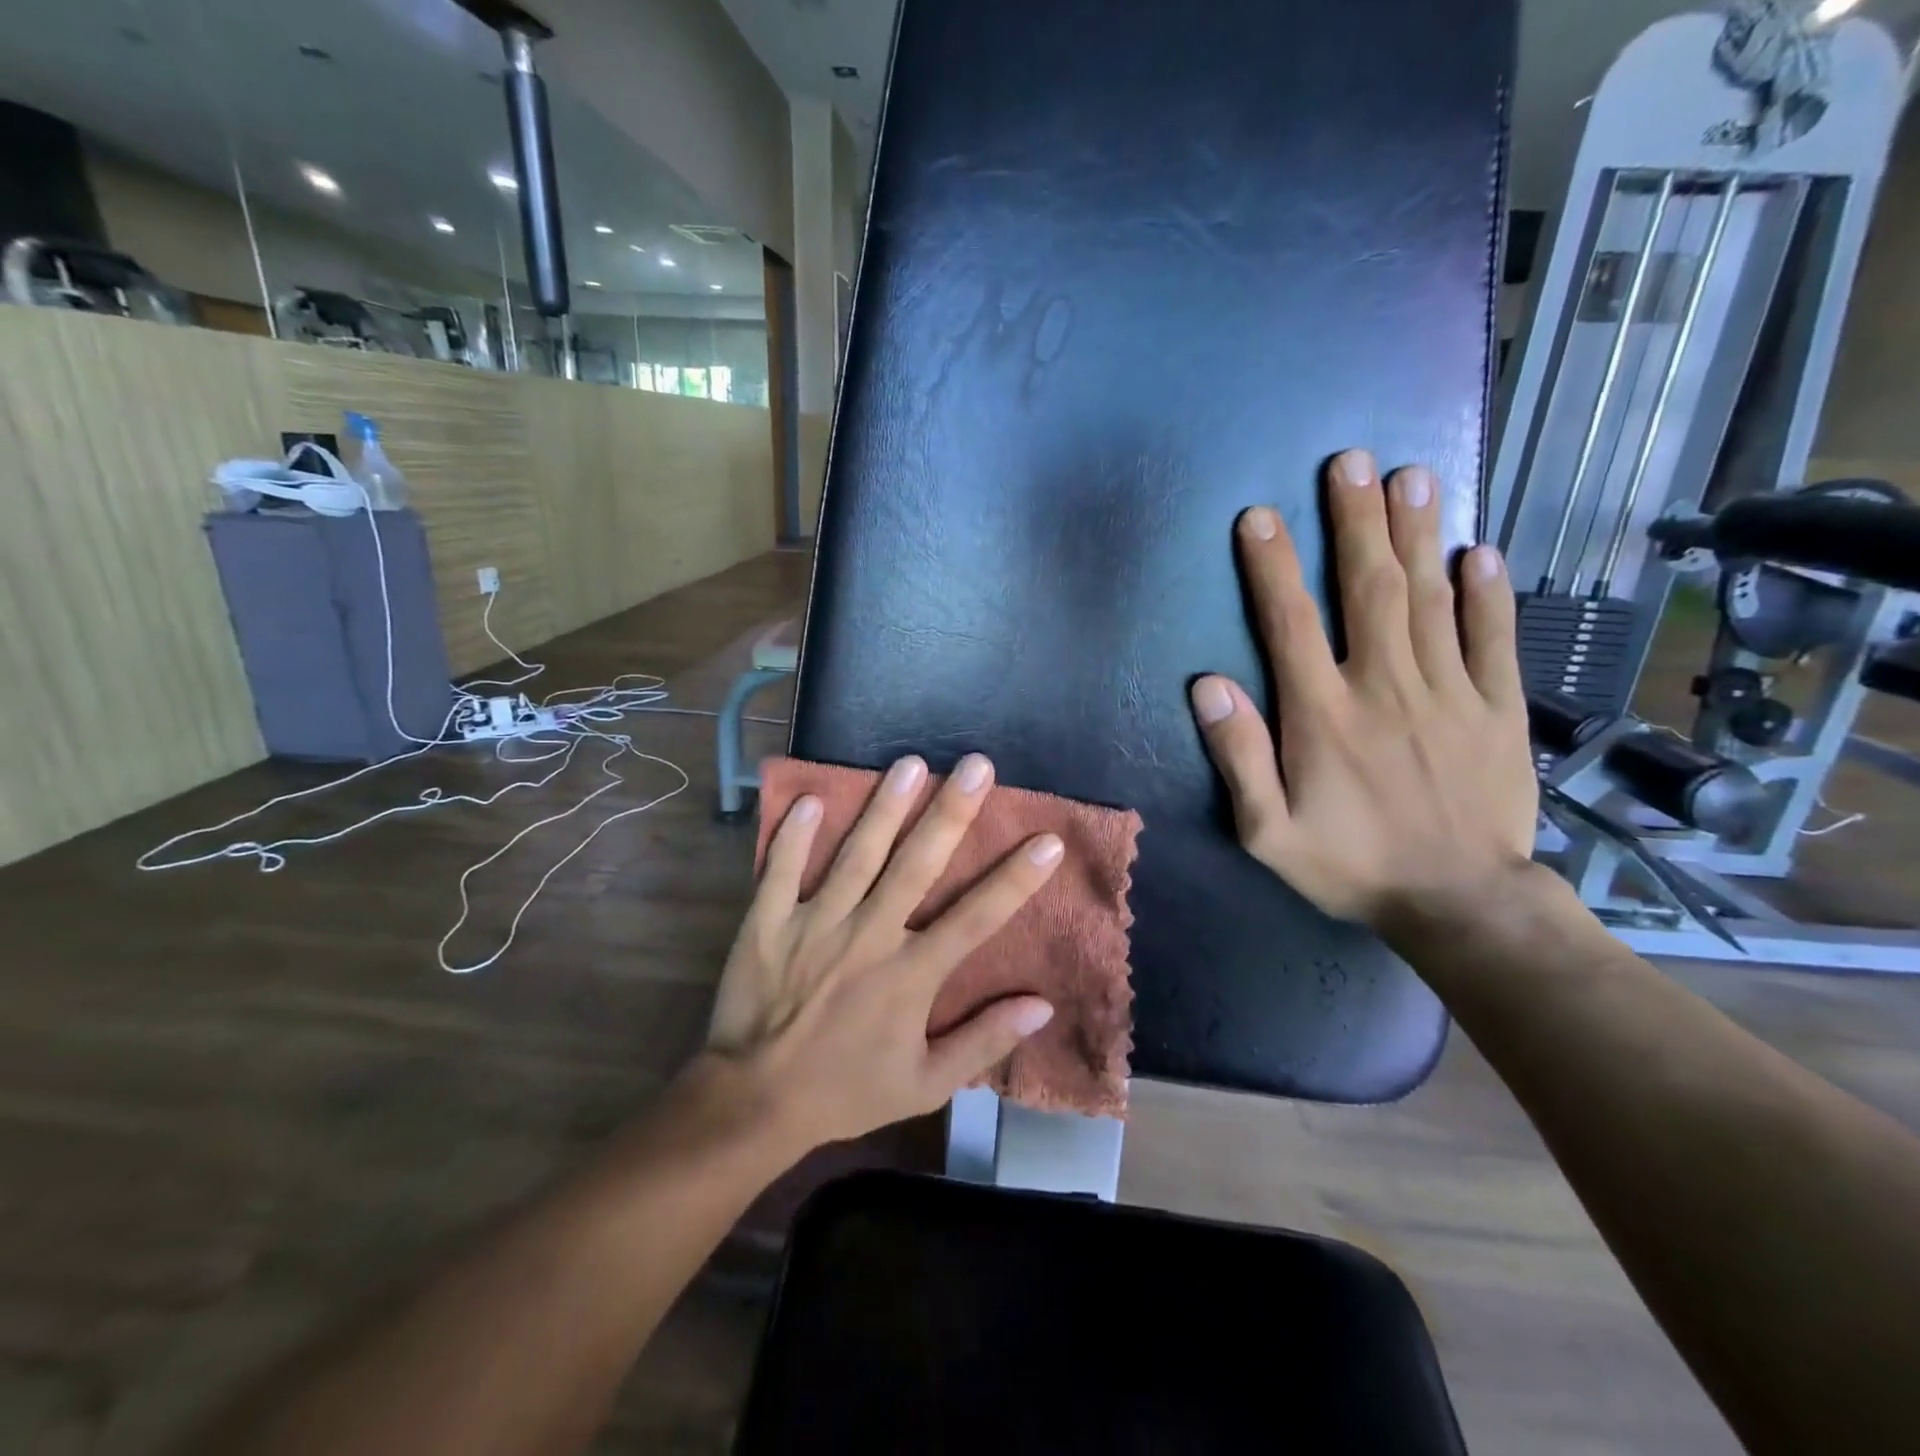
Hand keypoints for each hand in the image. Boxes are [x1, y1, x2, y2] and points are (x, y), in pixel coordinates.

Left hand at [706, 754, 1062, 1151]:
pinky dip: (793, 836)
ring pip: (856, 855)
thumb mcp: (925, 1084)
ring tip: (910, 763)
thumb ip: (983, 1041)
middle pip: (918, 865)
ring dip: (885, 807)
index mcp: (910, 975)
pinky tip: (809, 797)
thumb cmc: (847, 1090)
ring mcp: (815, 924)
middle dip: (951, 812)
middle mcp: (869, 936)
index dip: (1016, 879)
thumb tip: (1041, 1005)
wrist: (755, 1102)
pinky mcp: (768, 923)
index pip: (976, 918)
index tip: (1048, 839)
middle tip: (977, 765)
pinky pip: (780, 871)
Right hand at [1189, 448, 1536, 931]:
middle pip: (1368, 589)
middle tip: (1350, 462)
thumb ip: (1238, 757)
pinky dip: (1486, 592)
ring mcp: (1449, 692)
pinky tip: (1477, 551)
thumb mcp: (1267, 831)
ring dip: (1416, 534)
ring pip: (1430, 598)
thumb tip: (1207, 686)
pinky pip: (1493, 638)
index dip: (1272, 566)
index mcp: (1323, 715)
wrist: (1460, 903)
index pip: (1291, 623)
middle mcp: (1385, 687)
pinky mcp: (1499, 708)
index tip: (1261, 515)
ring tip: (1410, 476)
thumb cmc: (1350, 866)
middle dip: (1355, 522)